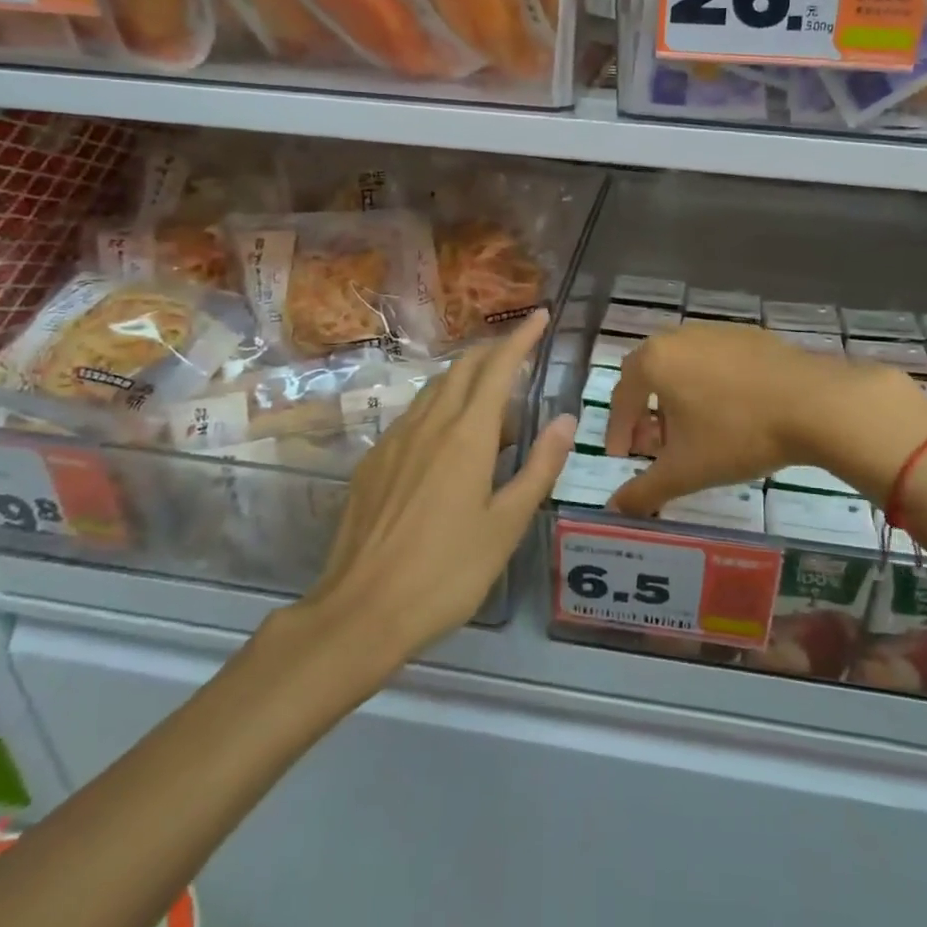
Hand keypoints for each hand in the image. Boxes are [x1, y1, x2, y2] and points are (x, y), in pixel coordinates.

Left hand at [312, 309, 575, 657]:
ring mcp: (395, 440)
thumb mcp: (506, 525)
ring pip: (435, 389)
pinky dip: (440, 406)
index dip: (521, 338)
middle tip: (519, 350)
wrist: (360, 611)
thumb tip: (565, 419)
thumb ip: (539, 467)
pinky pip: (414, 415)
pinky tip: (447, 437)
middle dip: (493, 350)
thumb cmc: (446, 572)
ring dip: (466, 377)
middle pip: (463, 368)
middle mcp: (429, 424)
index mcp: (466, 435)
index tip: (540, 316)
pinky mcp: (373, 462)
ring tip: (491, 395)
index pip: (498, 368)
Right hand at [604, 323, 926, 514]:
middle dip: (645, 412)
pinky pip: (714, 361)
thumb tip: (614, 509)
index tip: (623, 458)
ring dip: (677, 398)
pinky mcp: (749, 335)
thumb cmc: (737, 434)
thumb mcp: (685, 471)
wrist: (813, 403)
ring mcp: (716, 331)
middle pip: (649, 375)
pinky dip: (709, 385)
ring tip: (693, 433)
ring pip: (682, 366)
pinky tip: (730, 413)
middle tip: (654, 445)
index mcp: (654, 360)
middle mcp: (679, 336)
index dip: (618, 431)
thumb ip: (644, 491)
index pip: (622, 396)